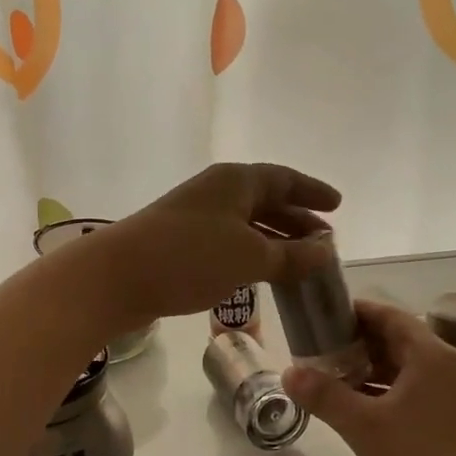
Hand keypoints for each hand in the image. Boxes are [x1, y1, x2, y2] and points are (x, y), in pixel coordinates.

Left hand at [97, 163, 341, 325]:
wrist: (117, 276)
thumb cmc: (190, 257)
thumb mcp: (250, 257)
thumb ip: (292, 255)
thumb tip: (327, 250)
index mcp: (236, 181)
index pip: (285, 179)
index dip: (313, 192)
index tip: (338, 205)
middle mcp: (217, 192)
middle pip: (266, 200)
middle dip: (297, 220)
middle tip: (325, 241)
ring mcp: (196, 216)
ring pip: (247, 224)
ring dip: (275, 241)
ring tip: (301, 262)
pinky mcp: (181, 243)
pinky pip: (229, 242)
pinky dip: (252, 254)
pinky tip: (262, 275)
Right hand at [283, 300, 455, 455]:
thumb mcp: (364, 428)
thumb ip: (325, 395)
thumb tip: (289, 371)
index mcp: (430, 356)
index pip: (388, 315)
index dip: (353, 312)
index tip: (318, 317)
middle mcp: (446, 367)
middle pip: (396, 340)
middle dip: (355, 343)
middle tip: (314, 349)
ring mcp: (453, 396)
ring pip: (403, 369)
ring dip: (367, 370)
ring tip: (327, 377)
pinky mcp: (453, 423)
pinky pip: (412, 393)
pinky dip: (383, 393)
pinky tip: (356, 409)